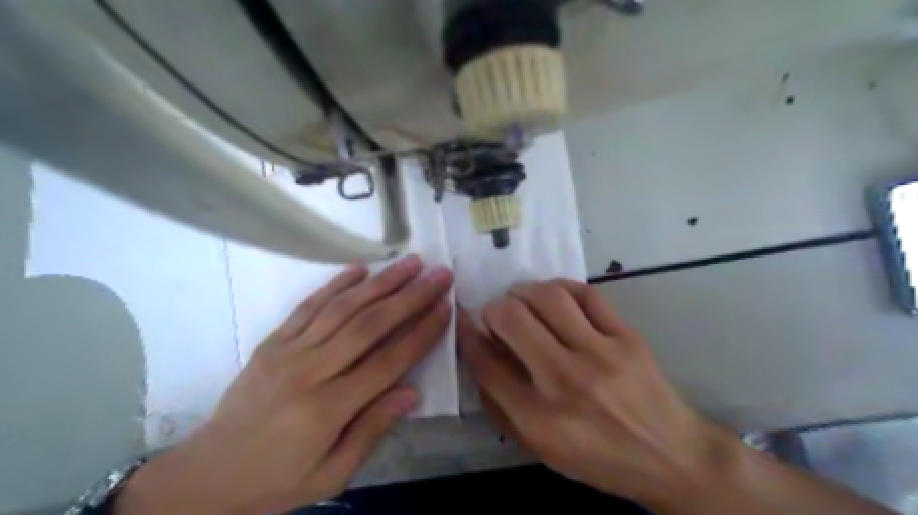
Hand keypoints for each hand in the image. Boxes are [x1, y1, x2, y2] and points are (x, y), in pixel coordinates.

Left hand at [118, 256, 453, 514]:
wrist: (208, 473)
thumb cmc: (278, 479)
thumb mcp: (332, 474)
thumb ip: (372, 430)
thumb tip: (411, 393)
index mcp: (328, 410)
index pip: (388, 362)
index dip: (421, 332)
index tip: (445, 307)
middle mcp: (310, 372)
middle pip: (369, 325)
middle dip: (410, 296)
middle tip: (438, 274)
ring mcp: (288, 351)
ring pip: (343, 308)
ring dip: (381, 282)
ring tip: (410, 262)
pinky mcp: (272, 340)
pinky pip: (308, 306)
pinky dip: (336, 284)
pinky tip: (360, 268)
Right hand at [458, 278, 732, 506]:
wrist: (672, 456)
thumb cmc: (598, 457)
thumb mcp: (540, 447)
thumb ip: (501, 404)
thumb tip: (479, 354)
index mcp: (539, 419)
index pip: (486, 364)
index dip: (468, 336)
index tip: (465, 321)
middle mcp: (566, 382)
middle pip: (512, 319)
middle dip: (493, 308)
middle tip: (497, 314)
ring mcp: (601, 354)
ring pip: (548, 297)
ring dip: (524, 291)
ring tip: (521, 298)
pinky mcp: (627, 337)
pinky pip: (587, 293)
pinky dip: (561, 287)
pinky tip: (554, 295)